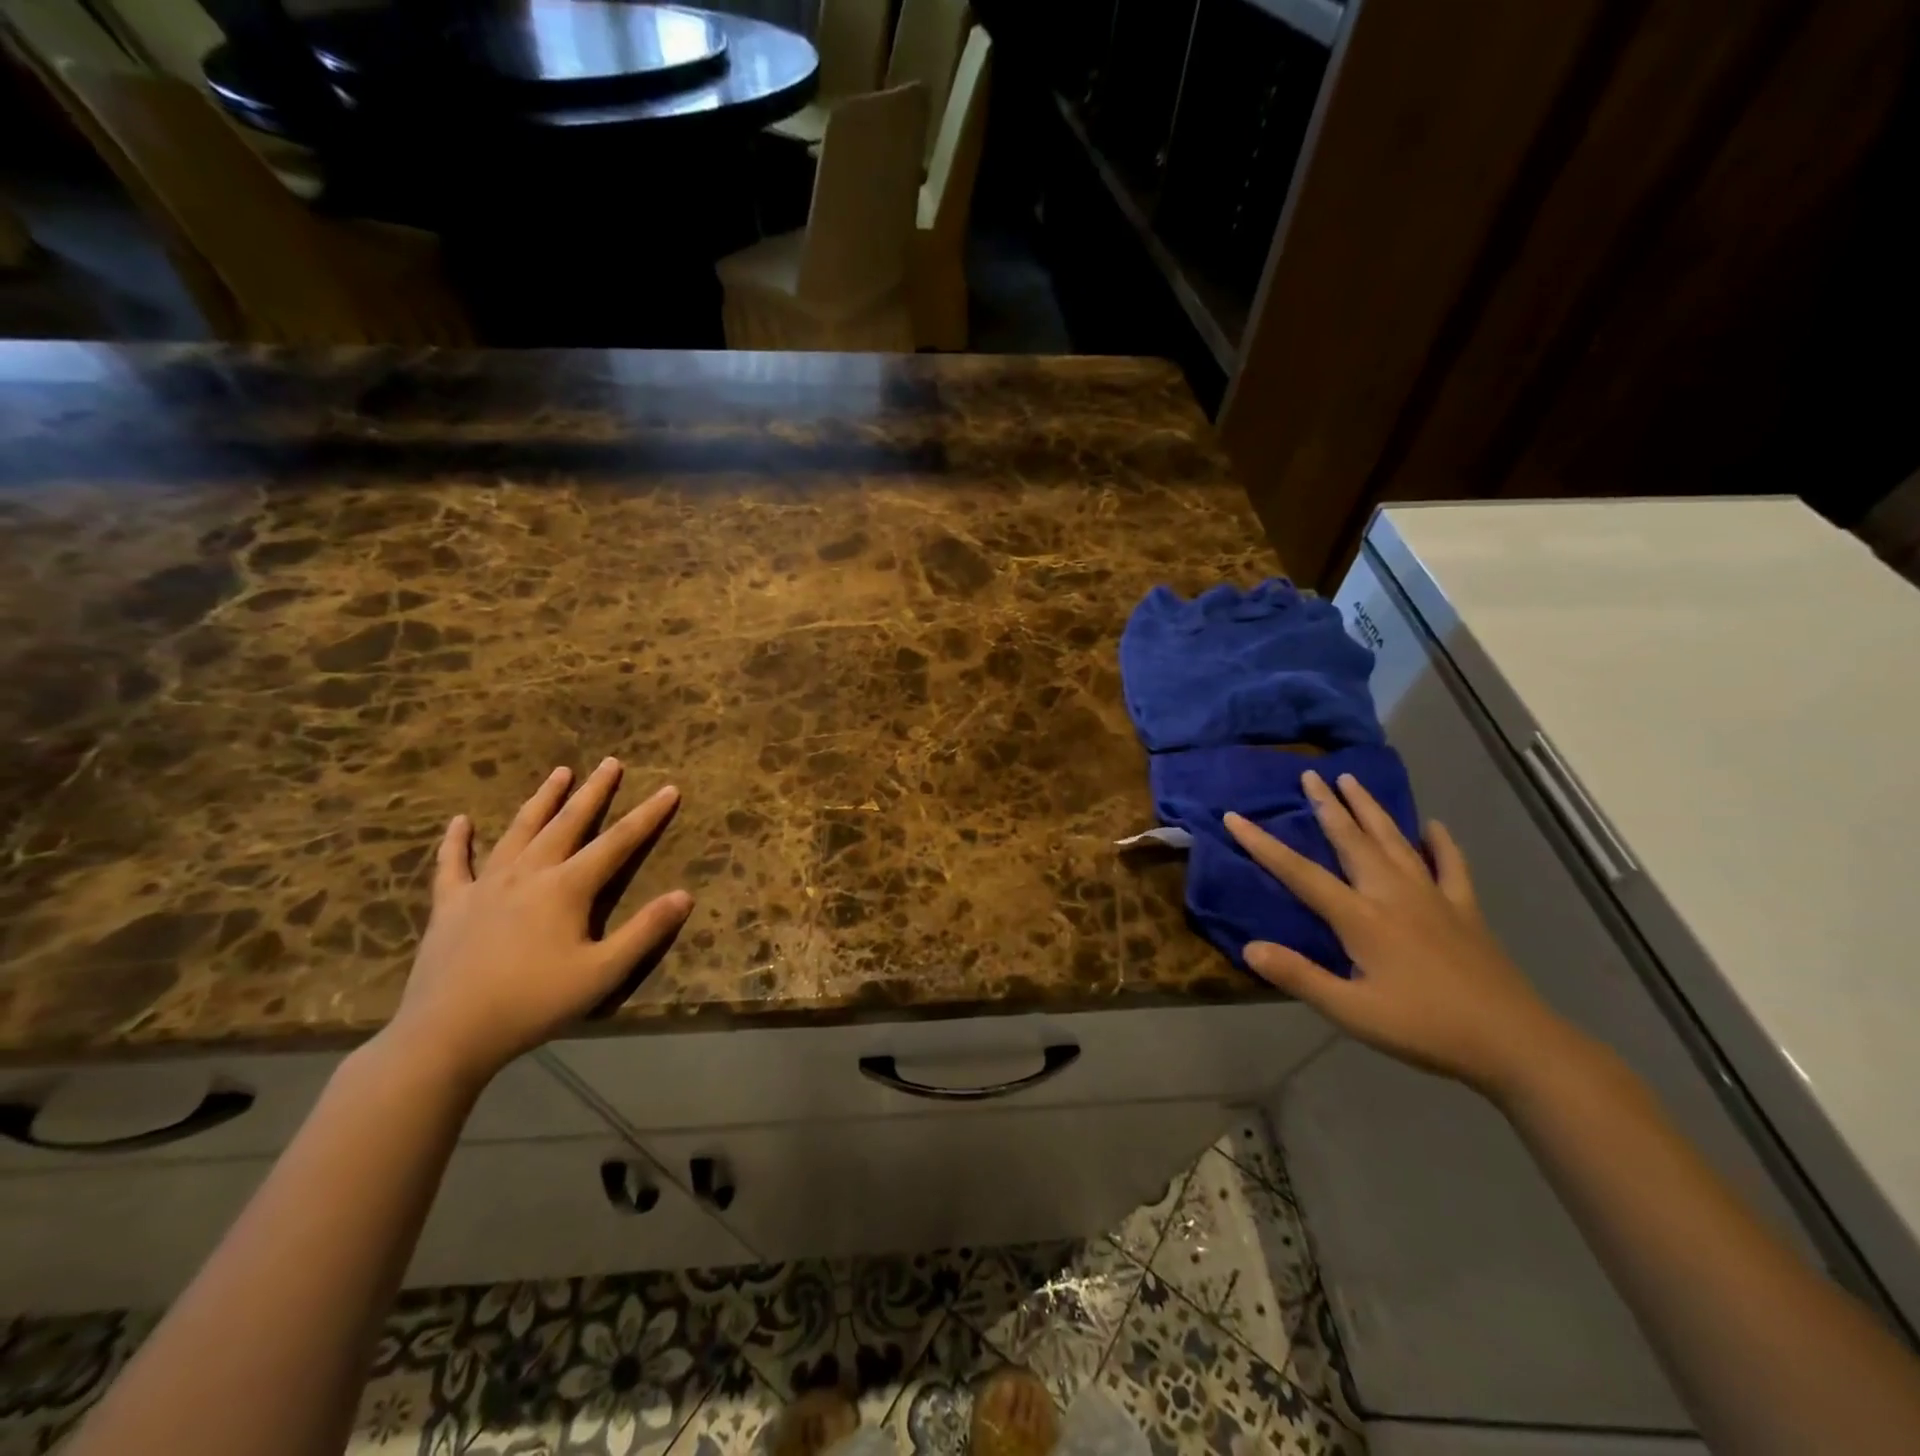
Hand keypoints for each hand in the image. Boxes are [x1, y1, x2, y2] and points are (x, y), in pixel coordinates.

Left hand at [385, 758, 692, 1085]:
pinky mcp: (451, 905)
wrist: (447, 1034)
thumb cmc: (533, 1003)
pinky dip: (457, 841)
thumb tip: (685, 895)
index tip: (669, 789)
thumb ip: (645, 932)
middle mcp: (529, 873)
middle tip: (610, 763)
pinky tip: (460, 821)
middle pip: (568, 823)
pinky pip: (453, 864)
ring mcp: (485, 885)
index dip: (648, 815)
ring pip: (520, 831)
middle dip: (594, 792)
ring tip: (559, 773)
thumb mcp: (602, 974)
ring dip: (542, 800)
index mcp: (567, 887)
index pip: (618, 842)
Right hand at [1226, 769, 1573, 1097]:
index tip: (1236, 817)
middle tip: (1309, 774)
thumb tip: (1249, 947)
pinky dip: (1441, 843)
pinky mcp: (1465, 910)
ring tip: (1352, 779)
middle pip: (1352, 841)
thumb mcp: (1352, 1012)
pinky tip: (1434, 826)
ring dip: (1370, 809)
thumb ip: (1299, 977)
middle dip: (1327, 805)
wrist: (1515, 1043)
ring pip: (1394, 842)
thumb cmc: (1425, 1028)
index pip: (1300, 873)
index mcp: (1361, 918)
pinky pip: (1451, 866)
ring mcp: (1433, 898)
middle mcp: (1393, 894)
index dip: (1264, 845)